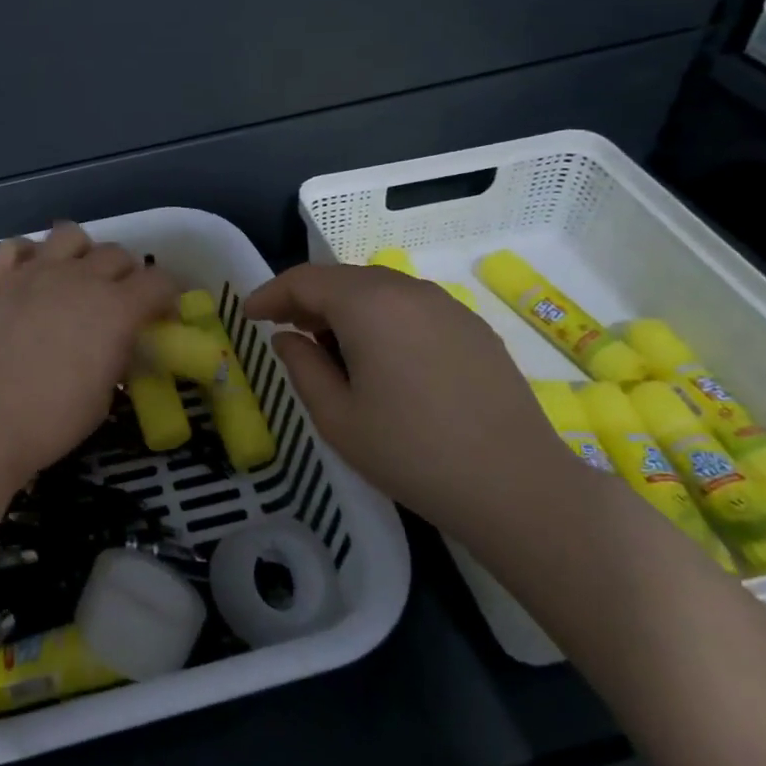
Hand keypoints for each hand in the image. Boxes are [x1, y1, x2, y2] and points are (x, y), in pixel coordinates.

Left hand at [0, 220, 178, 485]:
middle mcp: (79, 278)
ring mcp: (33, 273)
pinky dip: (28, 255)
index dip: (169, 294)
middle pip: (117, 254)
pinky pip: (15, 246)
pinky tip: (29, 276)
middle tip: (120, 302)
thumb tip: (118, 345)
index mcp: (116, 308)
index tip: (164, 313)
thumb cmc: (50, 422)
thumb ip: (117, 358)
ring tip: (76, 278)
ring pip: (69, 234)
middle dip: (127, 274)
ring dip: (82, 253)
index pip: (159, 280)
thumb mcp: (103, 397)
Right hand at [244, 263, 580, 537]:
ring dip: (344, 308)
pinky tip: (380, 356)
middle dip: (306, 299)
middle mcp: (408, 290)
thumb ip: (302, 367)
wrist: (518, 487)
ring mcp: (447, 306)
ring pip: (378, 290)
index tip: (248, 315)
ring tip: (329, 346)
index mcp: (369, 304)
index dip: (270, 294)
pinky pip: (410, 307)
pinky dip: (380, 318)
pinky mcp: (472, 327)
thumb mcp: (338, 417)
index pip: (305, 280)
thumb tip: (288, 338)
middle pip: (342, 279)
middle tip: (283, 330)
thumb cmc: (413, 453)